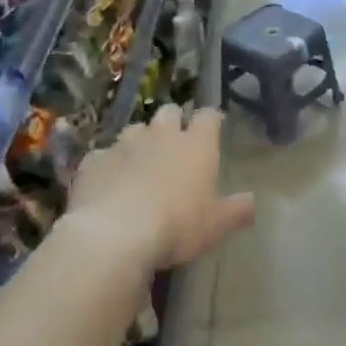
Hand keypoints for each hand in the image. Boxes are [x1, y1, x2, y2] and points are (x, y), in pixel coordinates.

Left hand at [69, 105, 253, 269]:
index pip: (208, 117)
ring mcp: (123, 144)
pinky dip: (109, 163)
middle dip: (174, 121)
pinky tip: (109, 181)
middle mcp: (161, 135)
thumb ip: (237, 211)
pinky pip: (103, 154)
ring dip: (140, 140)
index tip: (213, 127)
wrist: (114, 234)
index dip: (211, 120)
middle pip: (169, 112)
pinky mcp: (93, 161)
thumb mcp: (216, 225)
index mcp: (196, 145)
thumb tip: (252, 201)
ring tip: (141, 161)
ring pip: (135, 129)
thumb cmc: (177, 225)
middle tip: (176, 143)